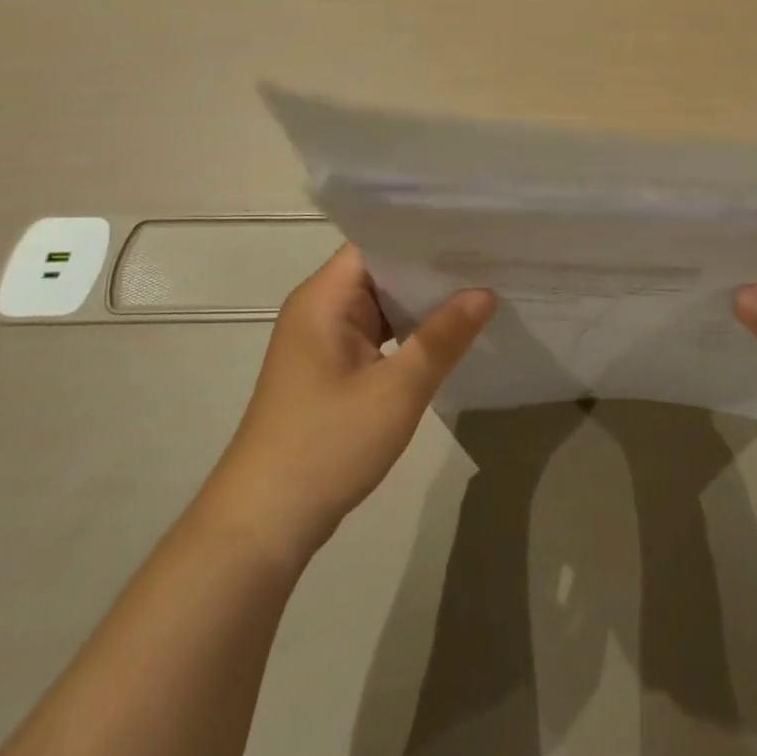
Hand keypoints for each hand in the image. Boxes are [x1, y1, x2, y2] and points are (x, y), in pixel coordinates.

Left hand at [205, 246, 494, 571]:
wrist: (263, 525)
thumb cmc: (326, 446)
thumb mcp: (396, 390)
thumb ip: (443, 338)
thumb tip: (484, 292)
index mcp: (324, 299)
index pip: (379, 243)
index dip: (425, 235)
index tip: (475, 230)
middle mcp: (320, 310)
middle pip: (383, 271)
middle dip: (434, 268)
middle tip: (492, 257)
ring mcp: (325, 341)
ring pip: (383, 305)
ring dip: (425, 302)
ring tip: (483, 287)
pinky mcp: (332, 370)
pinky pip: (379, 334)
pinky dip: (411, 332)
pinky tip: (451, 333)